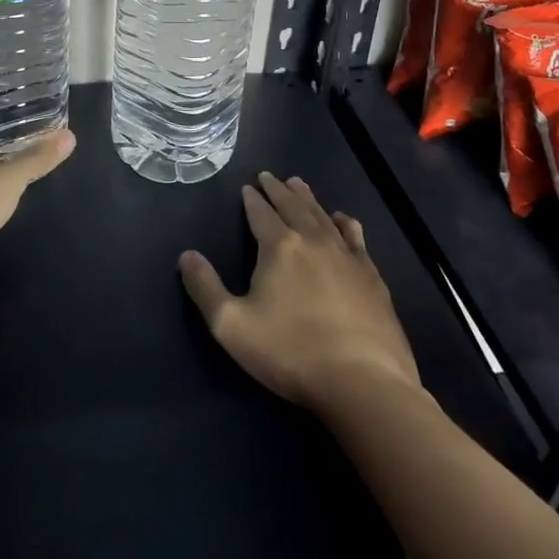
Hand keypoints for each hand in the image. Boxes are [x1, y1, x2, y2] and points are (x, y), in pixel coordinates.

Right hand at [179, 173, 419, 411]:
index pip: (261, 214)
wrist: (363, 383)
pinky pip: (355, 237)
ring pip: (323, 216)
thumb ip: (205, 288)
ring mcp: (347, 257)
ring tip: (299, 185)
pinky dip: (345, 223)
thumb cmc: (291, 353)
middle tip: (270, 176)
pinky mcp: (372, 277)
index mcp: (279, 247)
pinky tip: (343, 219)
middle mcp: (314, 241)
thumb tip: (186, 255)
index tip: (247, 186)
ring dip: (308, 199)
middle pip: (293, 206)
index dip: (252, 199)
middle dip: (278, 190)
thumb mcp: (231, 326)